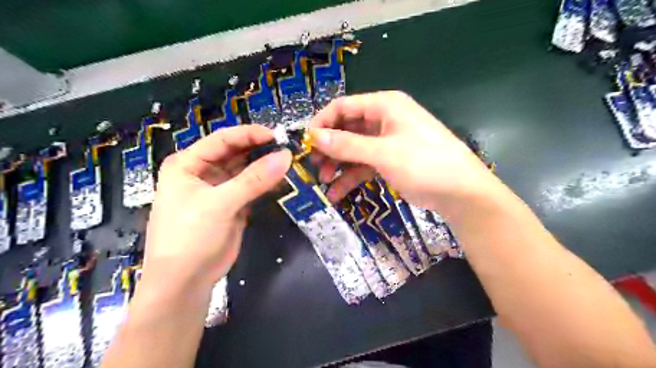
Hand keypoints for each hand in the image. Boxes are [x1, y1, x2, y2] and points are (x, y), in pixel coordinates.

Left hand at [144, 125, 292, 288]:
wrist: (185, 282)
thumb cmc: (190, 236)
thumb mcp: (220, 204)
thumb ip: (254, 179)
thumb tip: (286, 156)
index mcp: (188, 164)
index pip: (222, 140)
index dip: (249, 135)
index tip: (277, 136)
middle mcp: (202, 172)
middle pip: (235, 153)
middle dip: (260, 150)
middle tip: (288, 148)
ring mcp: (219, 189)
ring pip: (246, 170)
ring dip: (265, 166)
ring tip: (290, 162)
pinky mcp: (232, 205)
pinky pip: (251, 188)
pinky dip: (266, 184)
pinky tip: (283, 180)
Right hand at [311, 90, 499, 211]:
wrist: (461, 192)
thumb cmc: (424, 164)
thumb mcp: (383, 153)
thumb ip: (347, 144)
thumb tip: (314, 136)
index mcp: (385, 106)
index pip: (343, 107)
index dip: (322, 123)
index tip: (306, 143)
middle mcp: (384, 119)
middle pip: (346, 128)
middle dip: (329, 148)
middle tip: (313, 166)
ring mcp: (386, 141)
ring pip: (353, 149)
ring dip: (337, 165)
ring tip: (323, 182)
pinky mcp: (389, 160)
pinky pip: (364, 164)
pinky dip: (351, 177)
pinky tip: (337, 192)